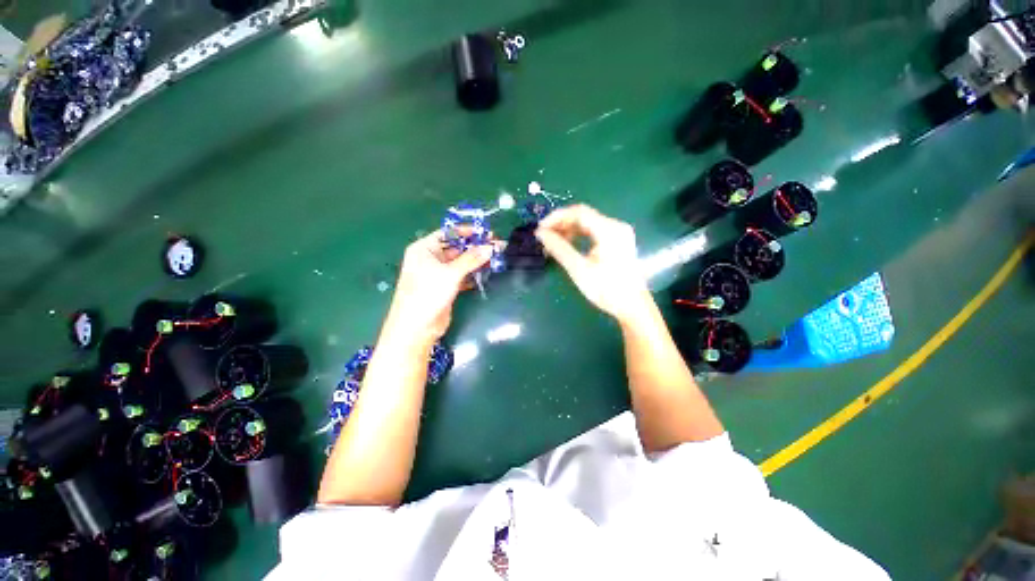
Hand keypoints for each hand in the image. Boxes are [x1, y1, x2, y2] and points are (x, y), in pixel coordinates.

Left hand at [384, 230, 492, 343]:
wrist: (417, 327)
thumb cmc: (428, 293)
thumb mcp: (450, 273)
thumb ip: (471, 259)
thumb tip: (490, 247)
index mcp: (424, 248)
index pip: (448, 233)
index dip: (467, 231)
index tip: (486, 232)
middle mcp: (430, 258)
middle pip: (456, 248)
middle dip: (475, 247)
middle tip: (496, 246)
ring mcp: (438, 273)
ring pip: (460, 262)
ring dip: (476, 261)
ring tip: (495, 257)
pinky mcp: (445, 287)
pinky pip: (461, 275)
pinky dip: (472, 273)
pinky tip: (486, 272)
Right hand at [535, 204, 653, 323]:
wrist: (632, 307)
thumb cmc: (606, 290)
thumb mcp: (579, 269)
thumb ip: (559, 248)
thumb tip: (540, 234)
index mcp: (609, 230)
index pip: (578, 212)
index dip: (557, 217)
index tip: (540, 229)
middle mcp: (616, 226)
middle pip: (584, 216)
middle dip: (562, 224)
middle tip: (544, 236)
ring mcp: (618, 233)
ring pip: (588, 223)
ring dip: (569, 230)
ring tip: (553, 242)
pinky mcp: (617, 241)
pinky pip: (594, 231)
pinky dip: (579, 235)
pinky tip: (568, 244)